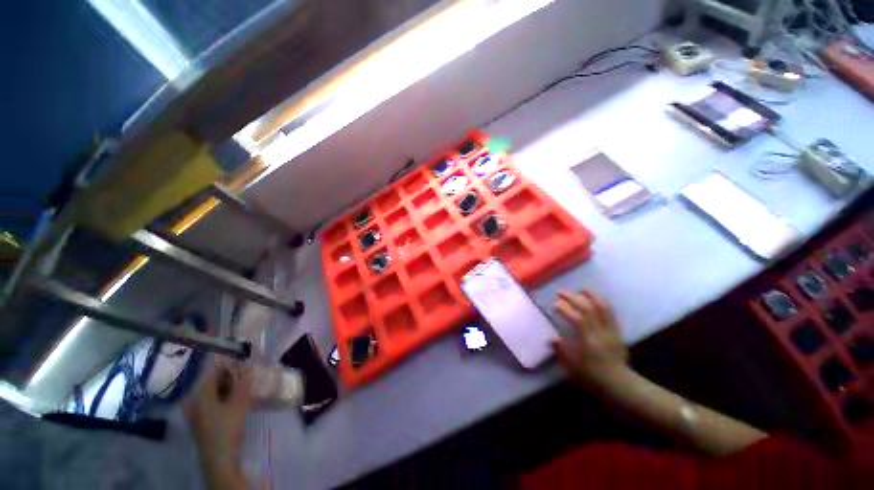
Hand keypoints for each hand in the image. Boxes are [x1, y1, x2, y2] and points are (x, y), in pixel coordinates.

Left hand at [184, 361, 252, 471]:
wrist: (219, 457)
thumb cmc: (227, 427)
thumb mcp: (239, 403)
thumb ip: (244, 383)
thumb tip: (250, 366)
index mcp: (201, 395)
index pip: (214, 372)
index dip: (230, 365)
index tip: (245, 362)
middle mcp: (195, 402)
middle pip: (212, 383)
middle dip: (229, 377)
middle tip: (246, 374)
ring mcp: (197, 414)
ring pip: (213, 394)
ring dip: (227, 388)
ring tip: (243, 386)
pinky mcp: (202, 423)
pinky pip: (213, 404)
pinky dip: (223, 399)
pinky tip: (234, 401)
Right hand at [554, 290, 628, 388]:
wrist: (619, 384)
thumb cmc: (593, 377)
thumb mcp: (573, 367)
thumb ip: (562, 350)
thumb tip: (554, 337)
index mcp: (590, 341)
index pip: (578, 319)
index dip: (565, 309)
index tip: (554, 303)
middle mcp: (601, 333)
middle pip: (589, 309)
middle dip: (574, 298)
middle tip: (561, 292)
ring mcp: (611, 331)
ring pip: (603, 308)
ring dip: (591, 296)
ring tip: (581, 289)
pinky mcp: (617, 332)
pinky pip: (610, 313)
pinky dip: (602, 303)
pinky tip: (594, 299)